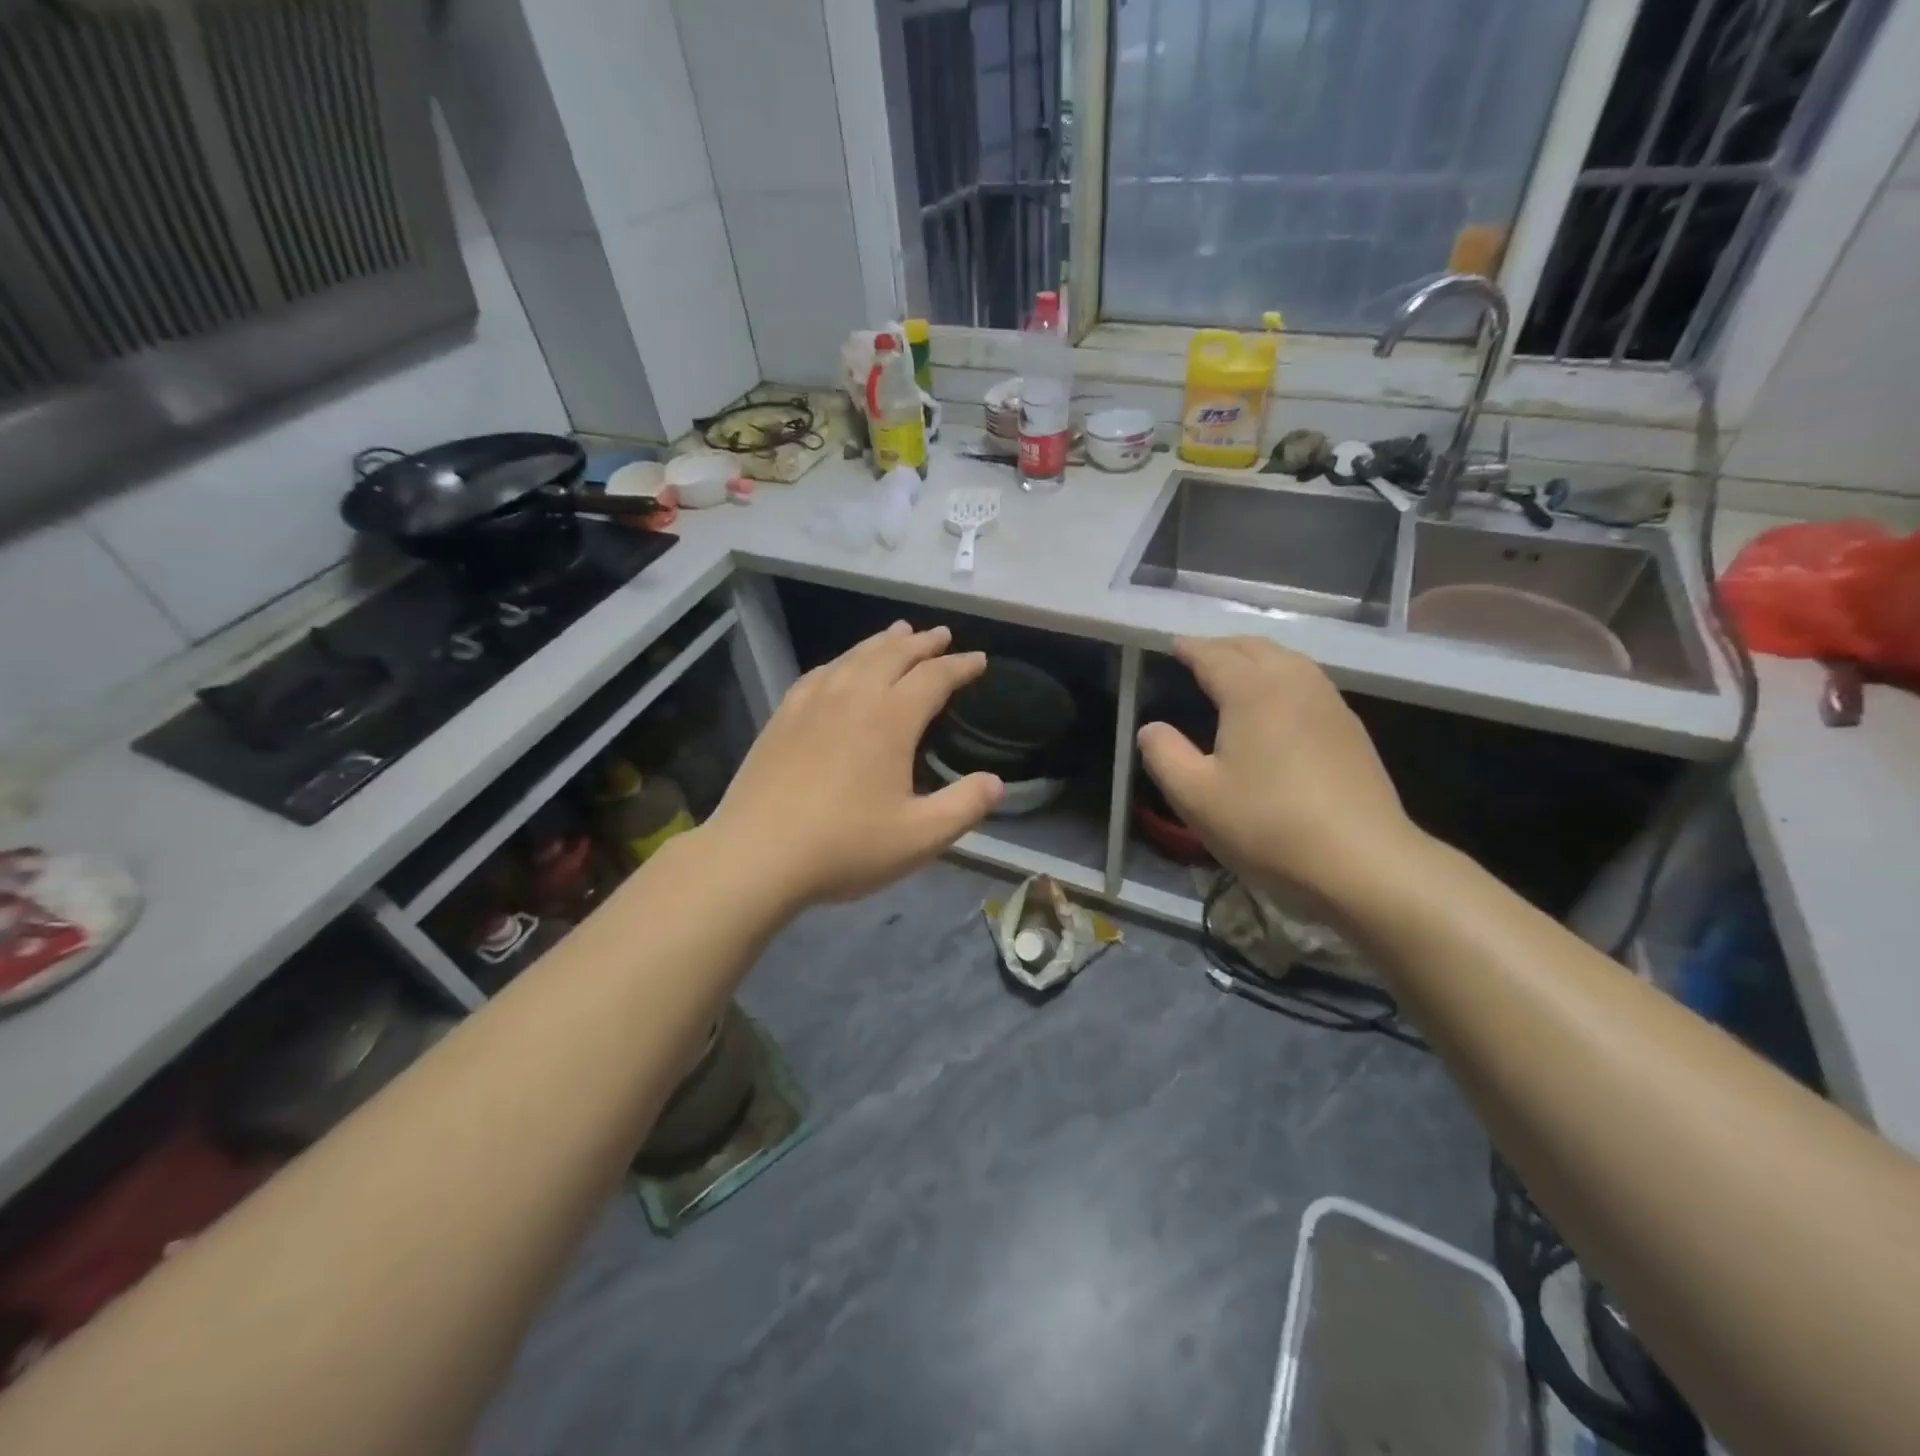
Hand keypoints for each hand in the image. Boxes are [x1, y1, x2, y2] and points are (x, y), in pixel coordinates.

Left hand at [706, 622, 1002, 908]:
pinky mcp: (783, 717)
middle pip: (893, 654)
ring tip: (899, 633)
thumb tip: (996, 783)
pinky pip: (820, 673)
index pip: (934, 677)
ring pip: (855, 656)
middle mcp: (852, 696)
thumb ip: (964, 807)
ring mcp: (812, 703)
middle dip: (923, 643)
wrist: (756, 855)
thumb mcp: (919, 837)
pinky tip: (841, 667)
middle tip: (942, 635)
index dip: (960, 666)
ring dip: (883, 642)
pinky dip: (842, 661)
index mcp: (890, 718)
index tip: (979, 661)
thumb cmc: (845, 846)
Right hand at [1136, 636, 1426, 913]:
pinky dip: (1283, 677)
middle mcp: (1294, 684)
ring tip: (1236, 673)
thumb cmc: (1268, 825)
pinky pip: (1309, 682)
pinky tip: (1278, 705)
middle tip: (1199, 656)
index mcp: (1252, 691)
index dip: (1190, 648)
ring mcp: (1330, 704)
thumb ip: (1164, 755)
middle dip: (1223, 646)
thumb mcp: (1196, 797)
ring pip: (1289, 660)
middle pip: (1256, 647)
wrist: (1363, 862)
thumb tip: (1151, 728)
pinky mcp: (1351, 729)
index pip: (1214, 655)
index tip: (1172, 644)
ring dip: (1257, 657)